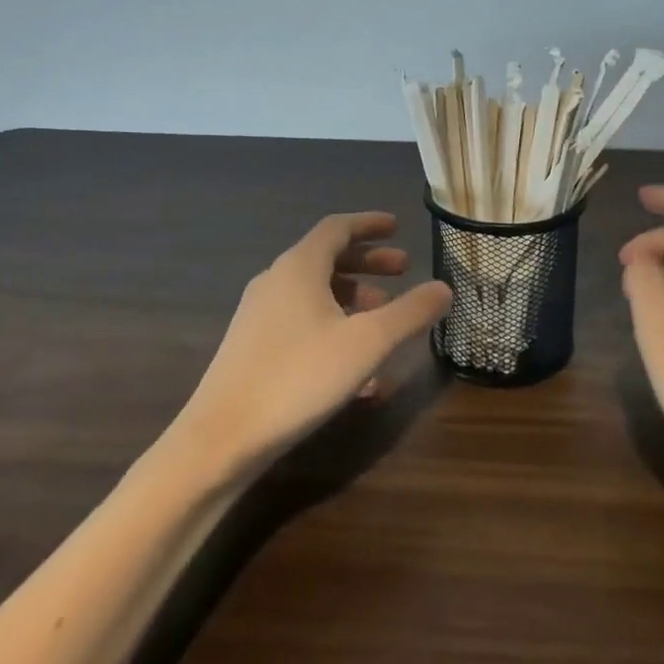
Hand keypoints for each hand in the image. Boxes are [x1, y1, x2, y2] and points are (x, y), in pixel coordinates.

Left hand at [171, 212, 450, 482]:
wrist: (220, 440)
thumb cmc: (299, 377)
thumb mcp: (367, 343)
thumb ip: (409, 312)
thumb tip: (443, 288)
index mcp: (299, 267)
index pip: (337, 227)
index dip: (370, 223)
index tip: (397, 226)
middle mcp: (276, 282)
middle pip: (328, 259)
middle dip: (368, 263)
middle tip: (402, 270)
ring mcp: (259, 317)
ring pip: (315, 295)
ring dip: (353, 300)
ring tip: (384, 321)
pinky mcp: (252, 350)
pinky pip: (302, 325)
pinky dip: (334, 331)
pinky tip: (359, 372)